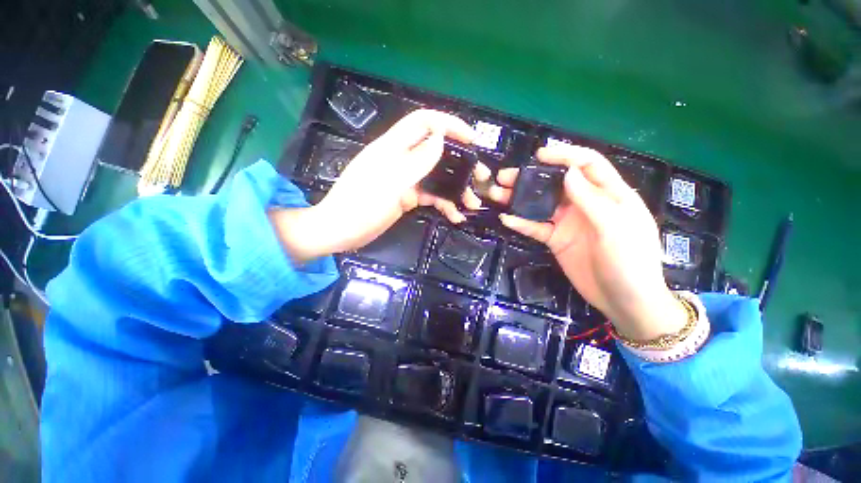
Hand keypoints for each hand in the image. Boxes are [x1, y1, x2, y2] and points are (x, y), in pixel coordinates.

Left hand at [270, 109, 488, 261]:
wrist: (341, 231)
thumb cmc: (361, 205)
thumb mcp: (390, 182)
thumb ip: (417, 161)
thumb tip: (441, 139)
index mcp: (394, 147)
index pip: (424, 122)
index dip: (449, 124)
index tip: (472, 140)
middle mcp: (402, 159)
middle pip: (436, 151)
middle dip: (460, 163)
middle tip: (480, 178)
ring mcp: (405, 179)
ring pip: (436, 177)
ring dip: (455, 188)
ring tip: (471, 204)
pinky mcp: (406, 197)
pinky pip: (430, 196)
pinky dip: (444, 204)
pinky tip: (455, 215)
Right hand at [490, 145, 685, 340]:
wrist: (624, 301)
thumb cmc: (630, 262)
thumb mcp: (615, 227)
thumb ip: (591, 199)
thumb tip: (568, 172)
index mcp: (609, 194)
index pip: (587, 165)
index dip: (565, 156)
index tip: (539, 155)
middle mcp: (586, 204)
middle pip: (556, 183)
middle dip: (531, 177)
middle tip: (505, 176)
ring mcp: (568, 222)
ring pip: (541, 204)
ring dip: (520, 198)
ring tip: (497, 194)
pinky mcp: (556, 239)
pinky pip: (536, 227)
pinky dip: (521, 223)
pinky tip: (506, 219)